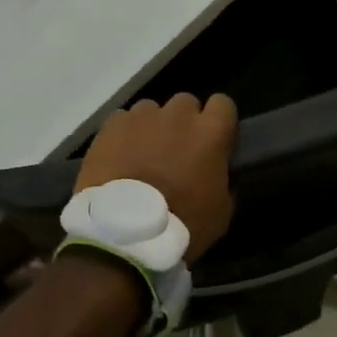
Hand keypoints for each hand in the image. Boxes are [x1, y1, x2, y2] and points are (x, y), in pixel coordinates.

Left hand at [74, 93, 238, 262]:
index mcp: (210, 131)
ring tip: (143, 155)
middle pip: (186, 104)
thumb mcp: (221, 212)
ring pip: (152, 110)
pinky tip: (119, 157)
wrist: (125, 233)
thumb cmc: (182, 224)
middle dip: (184, 122)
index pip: (224, 104)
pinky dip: (124, 134)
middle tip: (177, 151)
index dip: (219, 121)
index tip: (214, 139)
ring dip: (153, 127)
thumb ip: (225, 182)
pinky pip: (123, 121)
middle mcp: (178, 114)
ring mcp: (142, 116)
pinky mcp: (112, 124)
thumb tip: (219, 174)